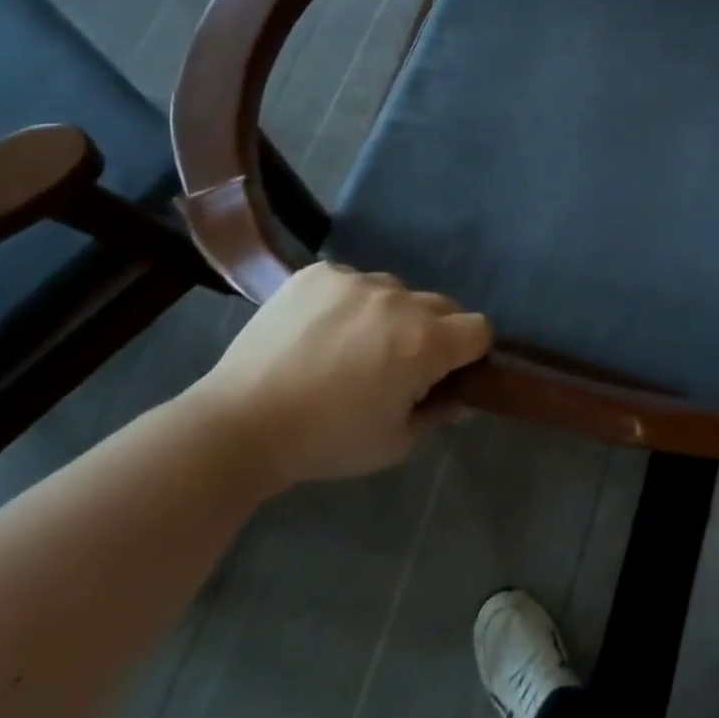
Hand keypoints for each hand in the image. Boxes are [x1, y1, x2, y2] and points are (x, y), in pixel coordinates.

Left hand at [189, 264, 490, 493]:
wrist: (239, 425)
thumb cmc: (325, 441)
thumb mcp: (393, 444)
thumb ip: (437, 415)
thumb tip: (461, 398)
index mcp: (426, 342)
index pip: (479, 328)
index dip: (470, 352)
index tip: (447, 372)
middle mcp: (400, 300)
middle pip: (442, 305)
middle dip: (433, 332)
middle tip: (398, 364)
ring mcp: (357, 280)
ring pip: (396, 291)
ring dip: (390, 314)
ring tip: (351, 346)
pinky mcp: (319, 273)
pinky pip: (352, 281)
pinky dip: (348, 303)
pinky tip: (319, 331)